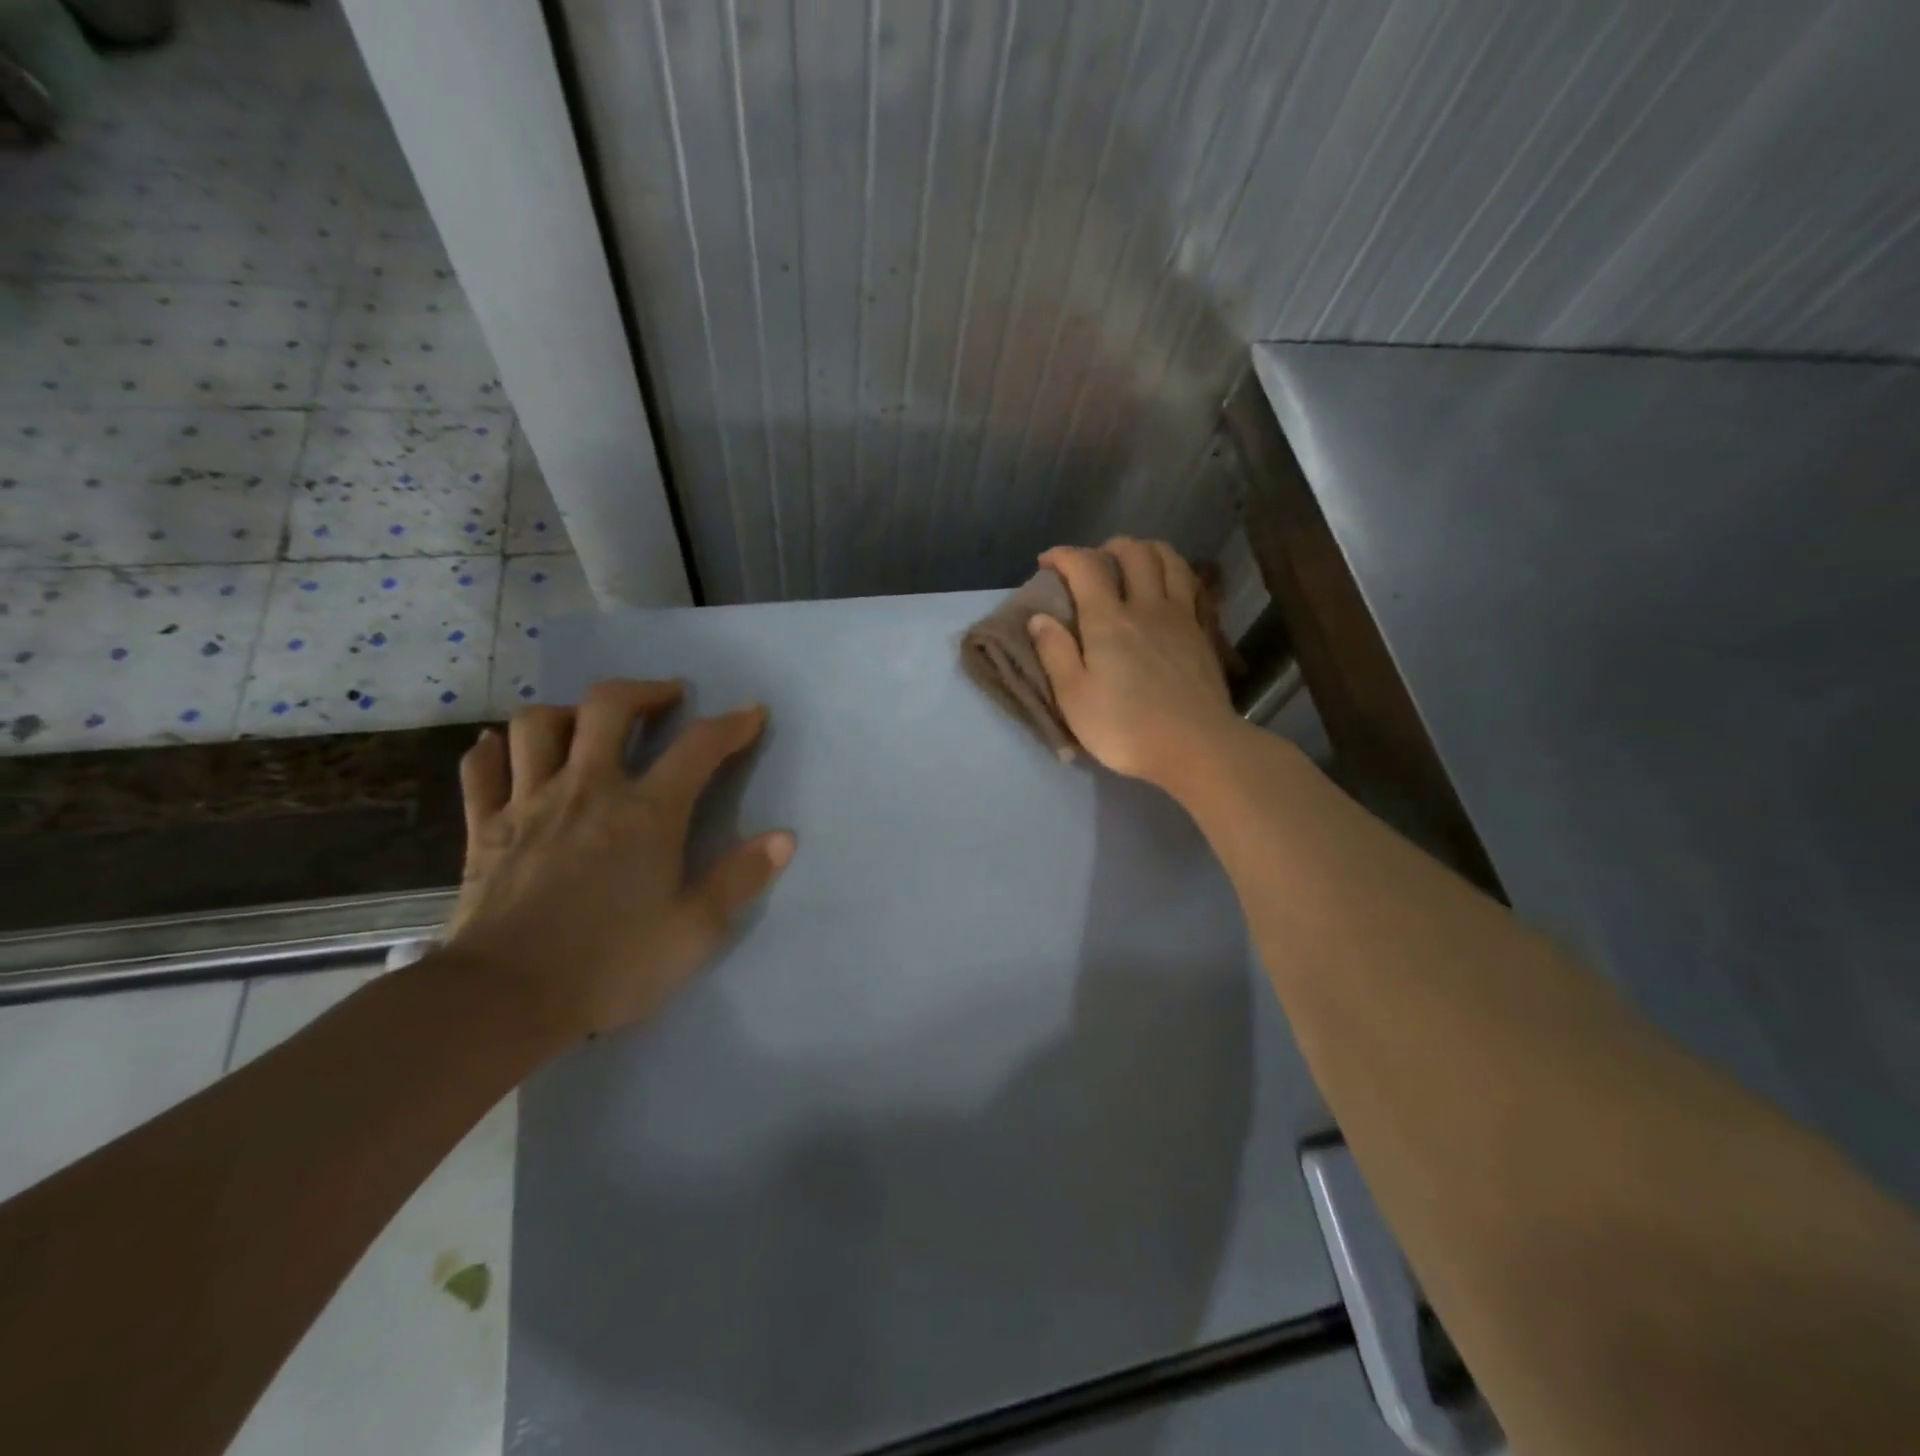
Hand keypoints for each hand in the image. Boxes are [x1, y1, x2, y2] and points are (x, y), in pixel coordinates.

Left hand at [445, 679, 794, 1039]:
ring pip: (540, 725)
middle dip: (645, 692)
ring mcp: (529, 803)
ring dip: (570, 712)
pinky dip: (495, 751)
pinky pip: (483, 771)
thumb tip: (784, 838)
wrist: (502, 998)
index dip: (732, 724)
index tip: (752, 713)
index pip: (698, 747)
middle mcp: (589, 789)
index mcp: (646, 812)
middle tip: (667, 699)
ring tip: (590, 725)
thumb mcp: (694, 931)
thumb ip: (740, 878)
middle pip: (609, 707)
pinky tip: (504, 749)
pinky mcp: (485, 828)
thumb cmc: (610, 964)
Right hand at [1027, 539, 1240, 790]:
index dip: (1064, 556)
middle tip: (1093, 563)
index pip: (1085, 567)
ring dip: (1148, 551)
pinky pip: (1193, 586)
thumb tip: (1039, 617)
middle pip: (1134, 553)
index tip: (1047, 561)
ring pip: (1170, 561)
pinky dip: (1177, 574)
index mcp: (1109, 621)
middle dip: (1108, 547)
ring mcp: (1181, 617)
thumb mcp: (1074, 698)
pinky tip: (1170, 587)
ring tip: (1133, 563)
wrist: (1196, 747)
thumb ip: (1055, 653)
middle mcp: (1146, 607)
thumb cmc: (1126, 728)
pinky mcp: (1203, 633)